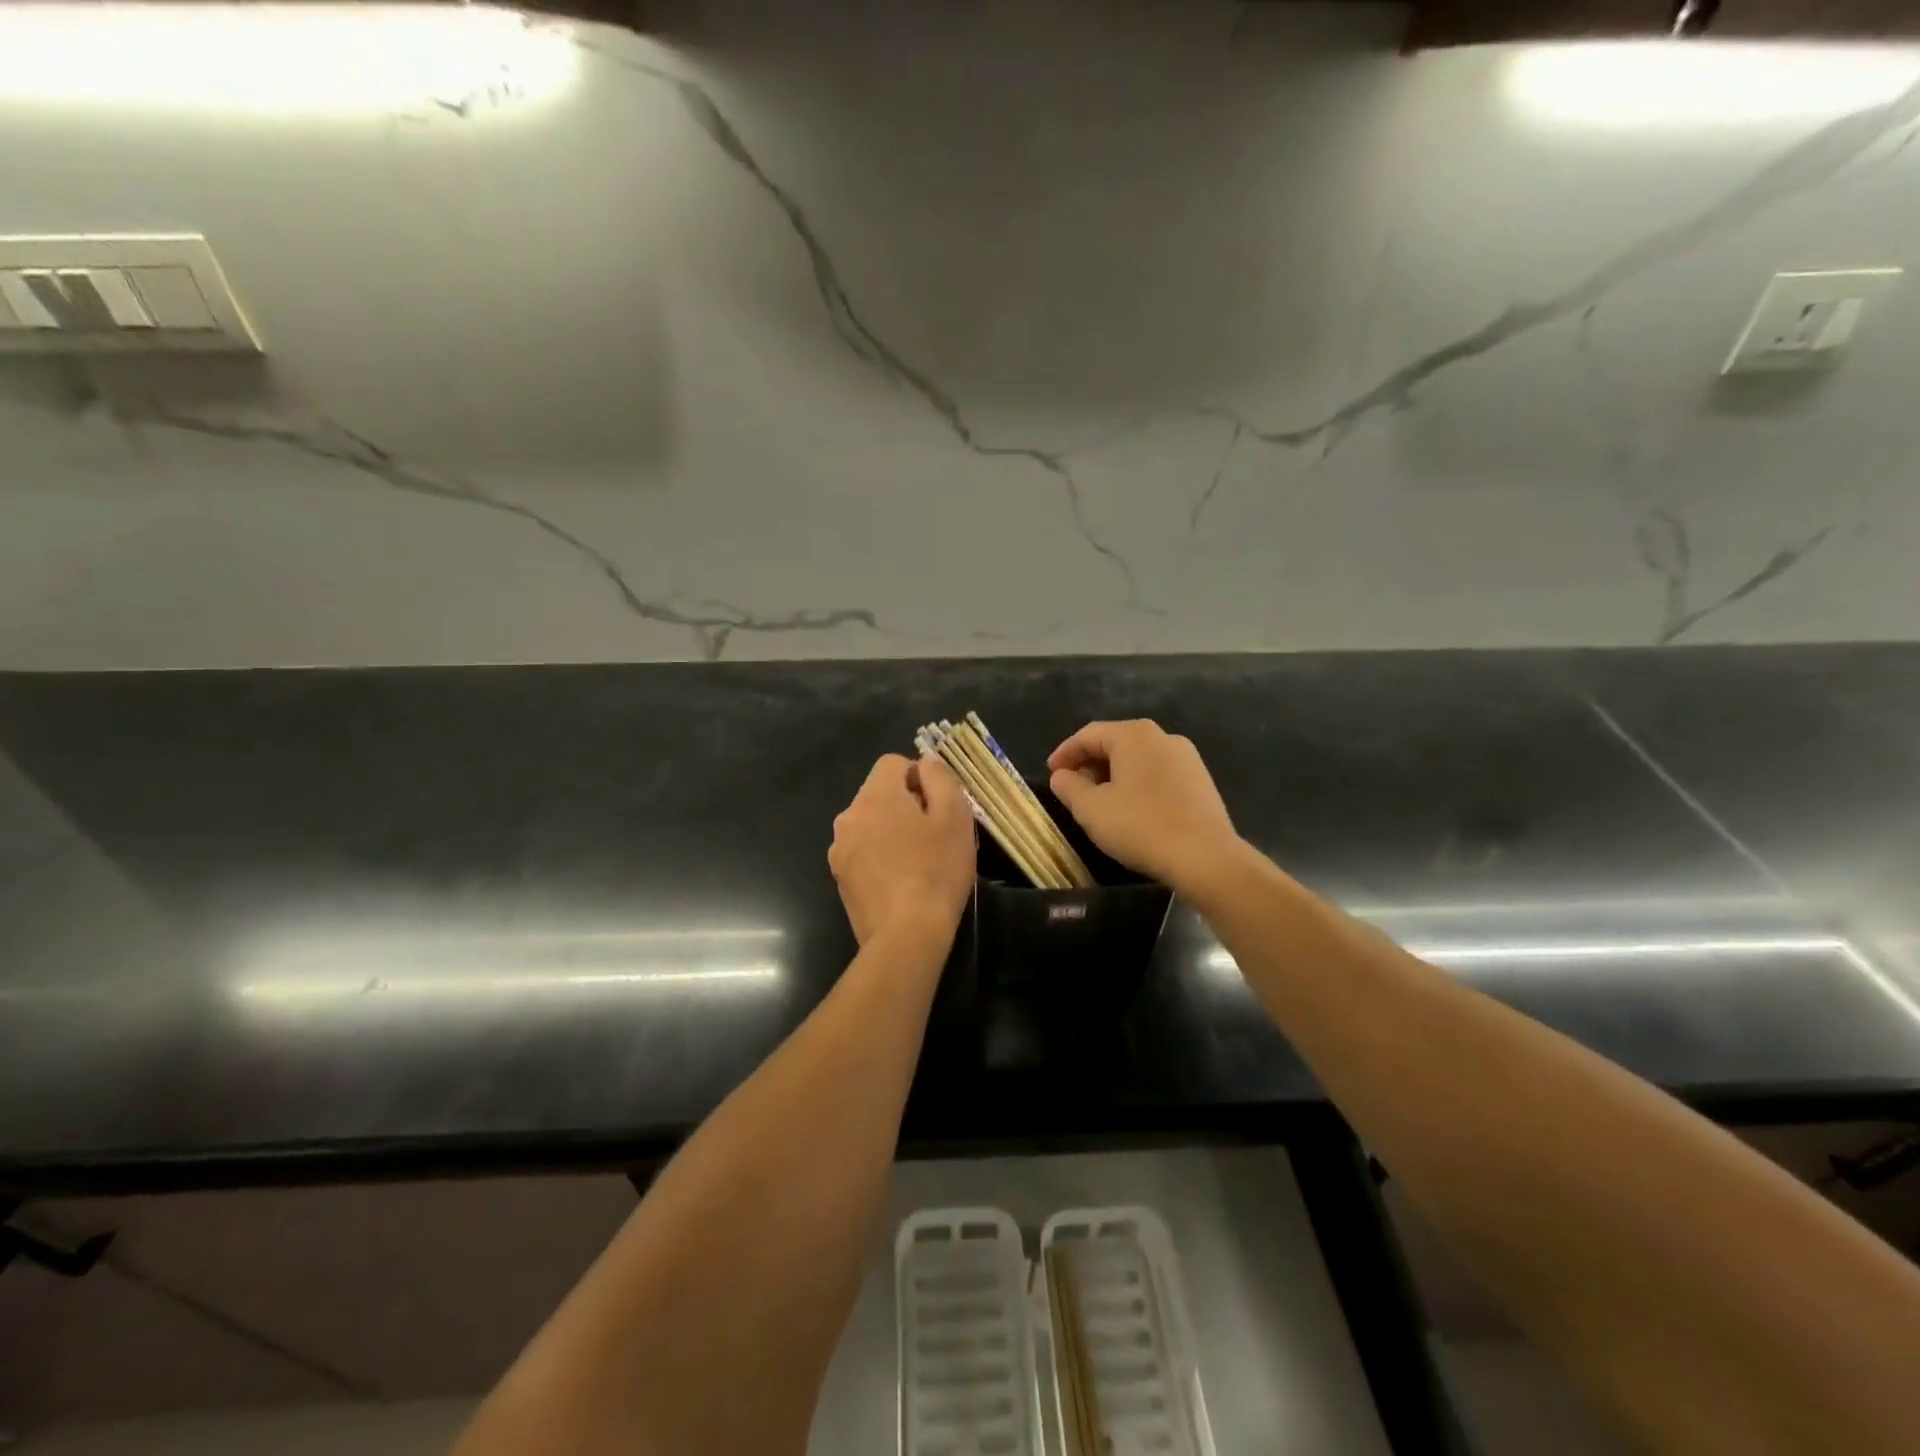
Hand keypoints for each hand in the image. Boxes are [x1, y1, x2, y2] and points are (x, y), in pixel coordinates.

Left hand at [829, 753, 975, 945]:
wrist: (906, 934)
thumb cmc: (937, 870)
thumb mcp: (954, 816)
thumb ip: (940, 778)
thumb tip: (926, 763)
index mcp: (875, 795)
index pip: (892, 763)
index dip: (919, 776)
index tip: (938, 804)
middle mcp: (849, 815)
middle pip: (879, 793)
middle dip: (905, 804)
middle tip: (934, 834)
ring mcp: (840, 848)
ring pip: (870, 823)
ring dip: (890, 831)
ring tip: (918, 860)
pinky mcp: (840, 877)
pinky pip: (862, 851)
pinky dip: (879, 856)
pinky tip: (901, 881)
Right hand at [1048, 720, 1239, 891]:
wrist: (1205, 857)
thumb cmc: (1140, 826)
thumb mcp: (1091, 809)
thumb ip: (1069, 787)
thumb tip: (1061, 776)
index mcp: (1133, 735)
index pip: (1088, 735)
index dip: (1065, 753)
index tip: (1051, 773)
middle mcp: (1162, 737)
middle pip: (1115, 743)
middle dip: (1090, 763)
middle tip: (1072, 788)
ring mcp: (1187, 757)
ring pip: (1138, 759)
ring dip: (1114, 775)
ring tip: (1099, 801)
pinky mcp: (1201, 780)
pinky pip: (1158, 773)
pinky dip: (1137, 784)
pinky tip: (1131, 809)